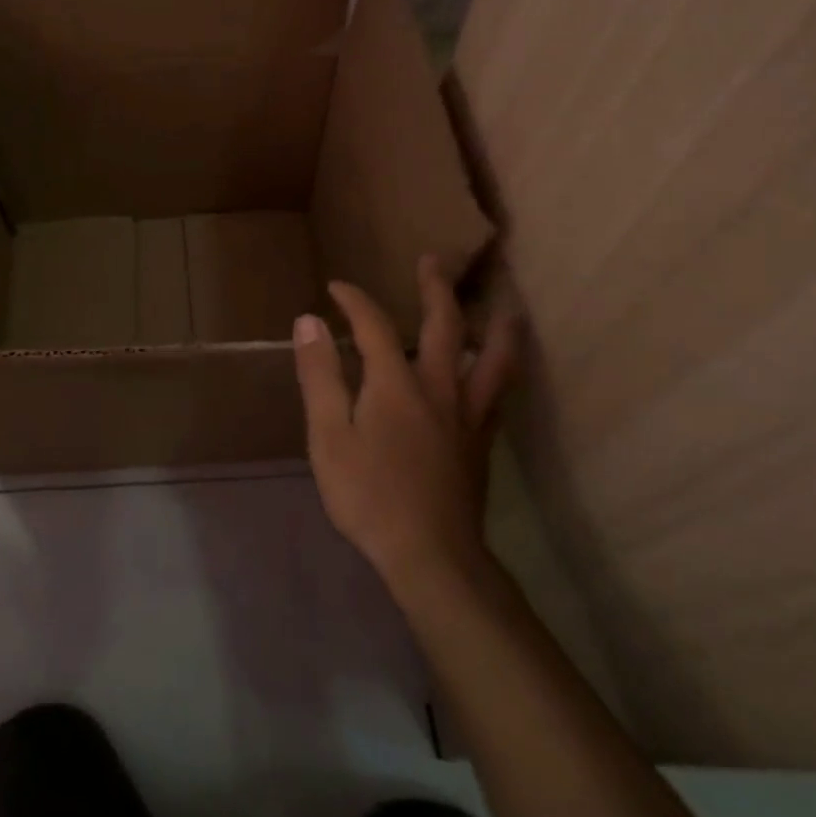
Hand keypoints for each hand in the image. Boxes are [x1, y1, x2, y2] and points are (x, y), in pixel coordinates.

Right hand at [291, 256, 517, 590]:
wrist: (430, 556)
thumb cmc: (369, 496)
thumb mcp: (329, 436)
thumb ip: (320, 376)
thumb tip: (309, 322)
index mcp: (396, 384)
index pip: (375, 326)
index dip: (354, 301)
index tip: (336, 288)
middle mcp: (439, 388)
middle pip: (445, 327)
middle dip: (436, 289)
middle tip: (434, 260)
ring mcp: (466, 416)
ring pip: (493, 360)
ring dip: (496, 327)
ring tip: (507, 306)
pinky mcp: (480, 443)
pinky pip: (498, 394)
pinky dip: (502, 370)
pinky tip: (500, 372)